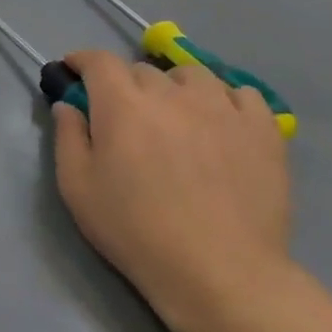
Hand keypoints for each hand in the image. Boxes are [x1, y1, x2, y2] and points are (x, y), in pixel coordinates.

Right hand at [51, 50, 291, 331]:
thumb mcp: (77, 187)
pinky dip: (223, 99)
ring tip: (173, 113)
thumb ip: (68, 137)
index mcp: (122, 105)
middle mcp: (172, 94)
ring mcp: (223, 108)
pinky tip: (218, 122)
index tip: (73, 71)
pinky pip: (242, 94)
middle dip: (125, 83)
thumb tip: (68, 105)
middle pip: (143, 69)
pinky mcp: (263, 129)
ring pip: (192, 75)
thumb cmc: (134, 229)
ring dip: (174, 86)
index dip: (82, 60)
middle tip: (122, 114)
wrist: (219, 270)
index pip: (99, 61)